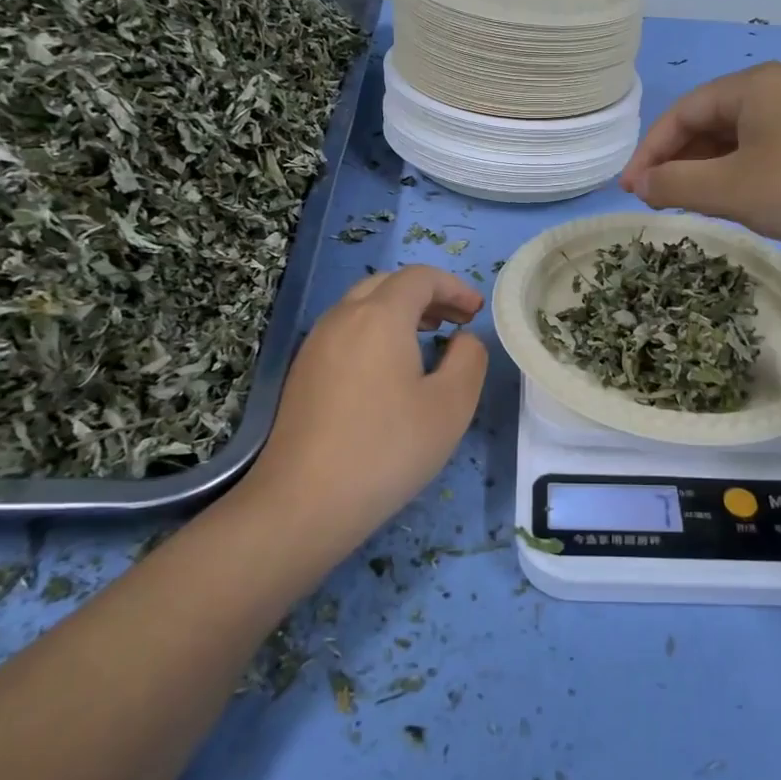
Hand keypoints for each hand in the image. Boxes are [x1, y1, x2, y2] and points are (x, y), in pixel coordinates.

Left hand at [244, 266, 487, 548]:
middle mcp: (342, 318)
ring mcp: (316, 344)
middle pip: (387, 284)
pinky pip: (345, 331)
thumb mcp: (451, 405)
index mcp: (380, 316)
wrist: (304, 501)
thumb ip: (469, 359)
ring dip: (399, 311)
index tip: (477, 311)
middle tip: (457, 320)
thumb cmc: (388, 448)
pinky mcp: (303, 372)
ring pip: (362, 306)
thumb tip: (463, 339)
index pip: (420, 277)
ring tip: (428, 338)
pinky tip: (390, 369)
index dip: (454, 287)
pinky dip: (375, 331)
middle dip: (427, 294)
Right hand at [620, 62, 780, 265]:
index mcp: (752, 86)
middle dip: (677, 163)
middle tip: (656, 203)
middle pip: (708, 124)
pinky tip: (734, 204)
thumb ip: (677, 185)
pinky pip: (764, 155)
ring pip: (737, 143)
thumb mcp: (732, 190)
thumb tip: (641, 186)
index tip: (631, 191)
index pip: (682, 112)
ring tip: (688, 208)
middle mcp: (777, 91)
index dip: (650, 152)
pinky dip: (738, 178)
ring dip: (706, 173)